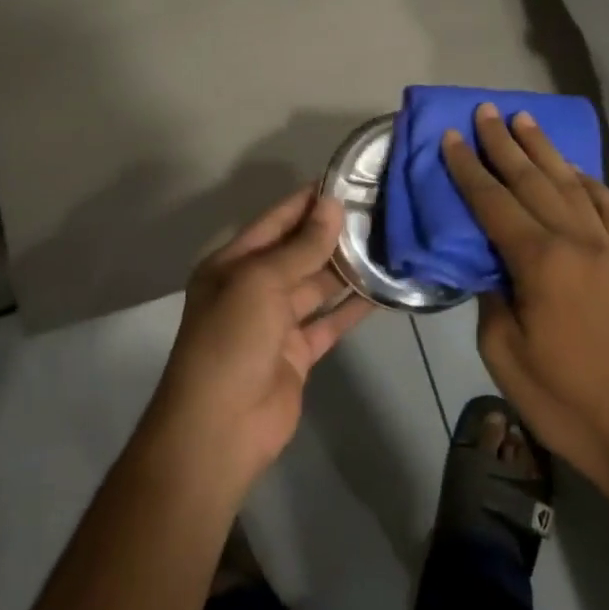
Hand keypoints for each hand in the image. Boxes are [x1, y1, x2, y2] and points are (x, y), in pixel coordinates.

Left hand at [142, 187, 369, 494]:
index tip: (346, 181)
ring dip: (347, 268)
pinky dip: (352, 307)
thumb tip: (332, 205)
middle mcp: (252, 288)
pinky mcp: (297, 353)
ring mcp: (275, 322)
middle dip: (333, 233)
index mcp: (233, 264)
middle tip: (379, 210)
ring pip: (317, 285)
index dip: (307, 202)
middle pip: (298, 252)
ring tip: (388, 242)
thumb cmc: (231, 341)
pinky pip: (329, 321)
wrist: (220, 428)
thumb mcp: (261, 283)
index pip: (275, 221)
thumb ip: (300, 246)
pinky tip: (383, 290)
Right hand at [442, 105, 608, 498]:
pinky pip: (607, 206)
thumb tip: (490, 267)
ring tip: (523, 120)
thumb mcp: (504, 354)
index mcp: (541, 261)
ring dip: (544, 149)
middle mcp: (577, 240)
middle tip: (484, 110)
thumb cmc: (567, 400)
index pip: (494, 202)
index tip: (450, 137)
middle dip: (503, 143)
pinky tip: (575, 171)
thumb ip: (492, 298)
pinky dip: (587, 181)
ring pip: (571, 183)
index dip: (467, 169)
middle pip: (532, 179)